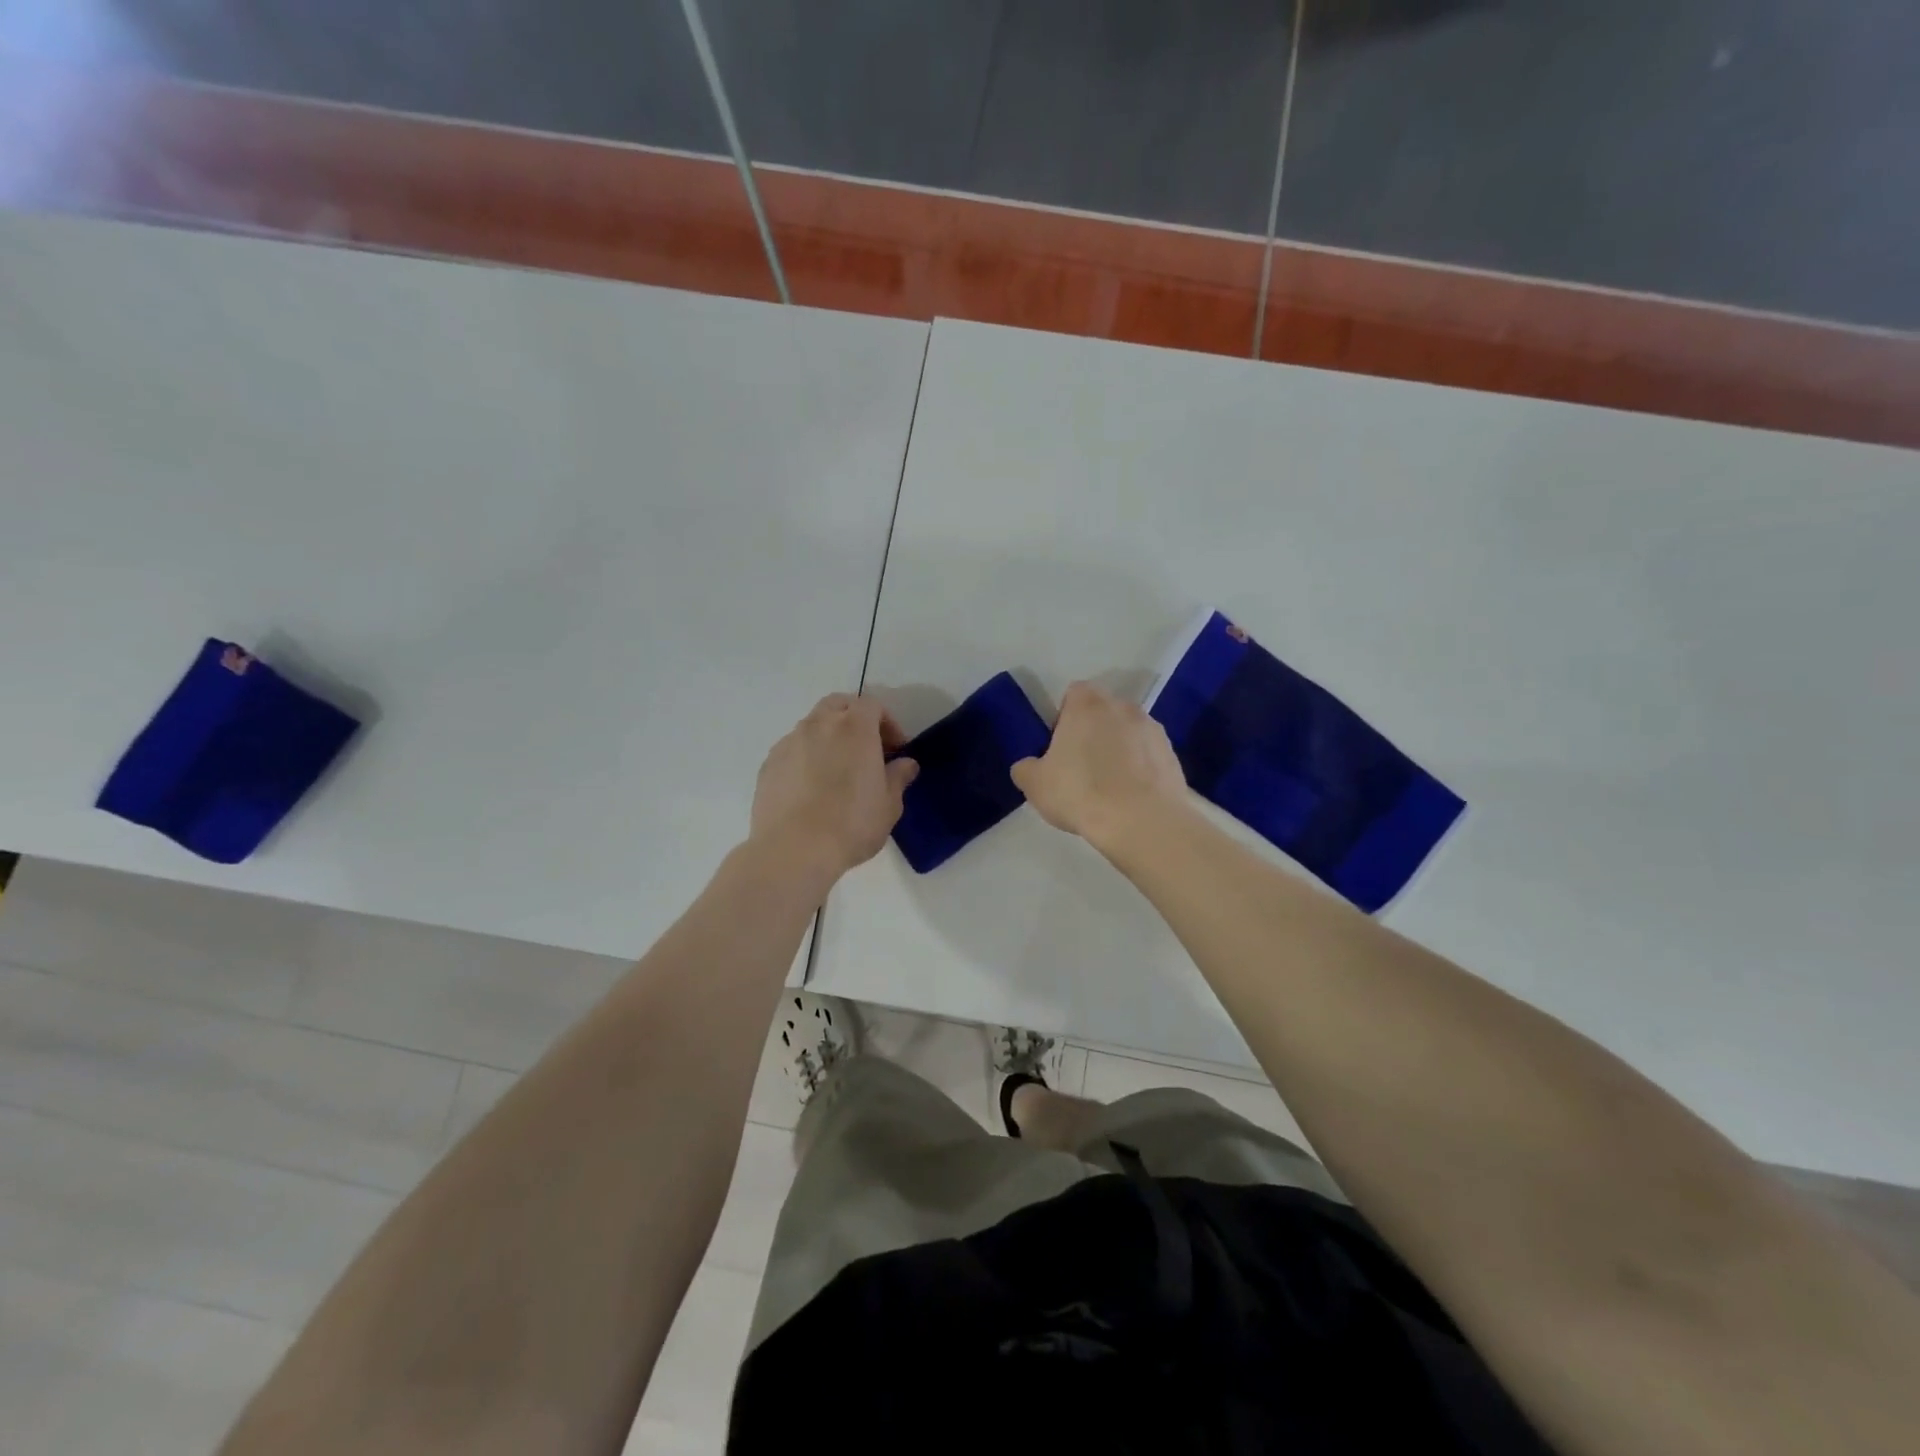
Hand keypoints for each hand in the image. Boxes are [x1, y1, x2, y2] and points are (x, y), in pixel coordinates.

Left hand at [751, 694, 917, 880]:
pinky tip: (811, 788)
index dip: (888, 723)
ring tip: (836, 771)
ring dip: (828, 737)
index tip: (895, 750)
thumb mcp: (889, 805)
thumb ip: (898, 777)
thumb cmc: (851, 824)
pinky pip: (793, 749)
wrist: (792, 850)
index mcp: (854, 727)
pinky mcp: (769, 764)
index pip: (873, 706)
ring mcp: (789, 742)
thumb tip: (905, 763)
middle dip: (855, 719)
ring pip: (812, 726)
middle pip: (838, 705)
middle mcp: (819, 724)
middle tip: (866, 749)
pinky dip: (806, 757)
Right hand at [1011, 681, 1189, 849]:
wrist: (1141, 821)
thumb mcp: (1035, 784)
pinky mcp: (1172, 755)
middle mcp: (1123, 706)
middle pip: (1103, 711)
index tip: (1060, 746)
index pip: (1074, 693)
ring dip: (1119, 749)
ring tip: (1110, 786)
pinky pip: (1149, 755)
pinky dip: (1140, 768)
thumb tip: (1029, 766)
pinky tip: (1131, 796)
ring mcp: (1153, 729)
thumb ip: (1026, 768)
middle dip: (1093, 731)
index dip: (1064, 716)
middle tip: (1082, 767)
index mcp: (1087, 704)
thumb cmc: (1080, 793)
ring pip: (1129, 732)